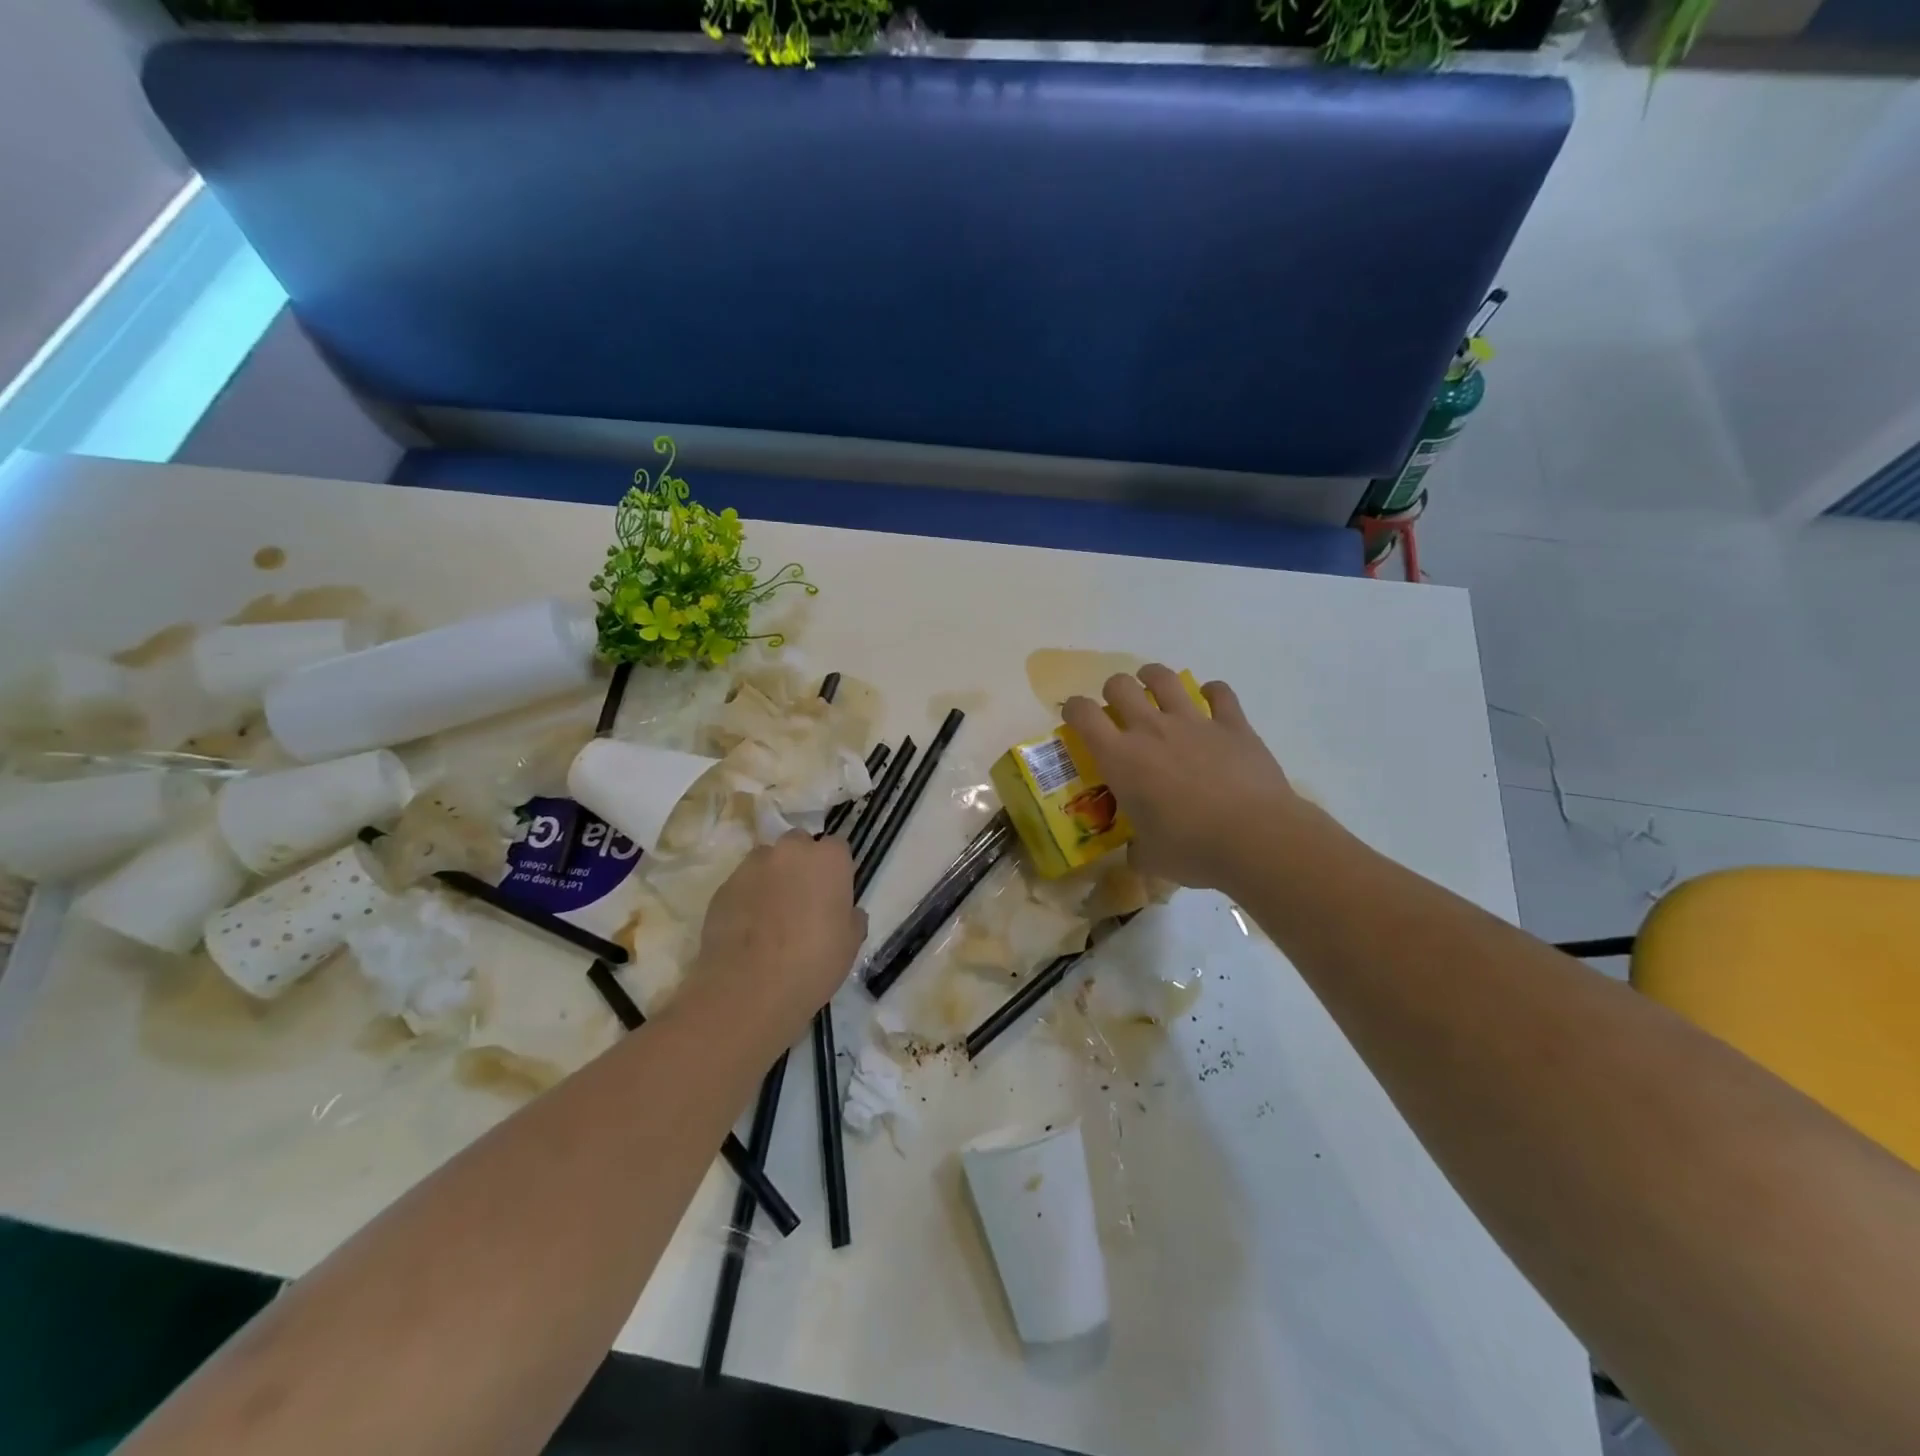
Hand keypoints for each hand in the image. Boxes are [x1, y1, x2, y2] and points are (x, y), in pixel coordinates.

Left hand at [694, 831, 866, 1040]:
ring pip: (767, 861)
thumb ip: (851, 917)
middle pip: (799, 844)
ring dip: (772, 877)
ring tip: (772, 914)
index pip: (838, 847)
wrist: (750, 989)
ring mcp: (752, 866)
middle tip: (804, 899)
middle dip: (801, 864)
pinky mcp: (723, 886)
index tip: (834, 893)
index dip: (836, 869)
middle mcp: (790, 851)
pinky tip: (749, 928)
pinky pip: (742, 884)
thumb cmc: (813, 963)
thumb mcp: (850, 944)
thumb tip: (847, 912)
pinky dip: (748, 897)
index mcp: (829, 859)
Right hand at [1063, 665, 1305, 893]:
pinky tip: (1210, 699)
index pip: (1083, 714)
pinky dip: (1212, 692)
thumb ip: (1137, 850)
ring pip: (1164, 678)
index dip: (1074, 709)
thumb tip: (1137, 853)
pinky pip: (1219, 692)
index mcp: (1120, 758)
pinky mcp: (1232, 724)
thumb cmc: (1191, 849)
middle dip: (1113, 691)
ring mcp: (1193, 721)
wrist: (1254, 837)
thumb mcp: (1151, 858)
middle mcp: (1151, 729)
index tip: (1075, 718)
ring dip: (1153, 677)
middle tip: (1118, 708)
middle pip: (1120, 685)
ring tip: (1153, 686)